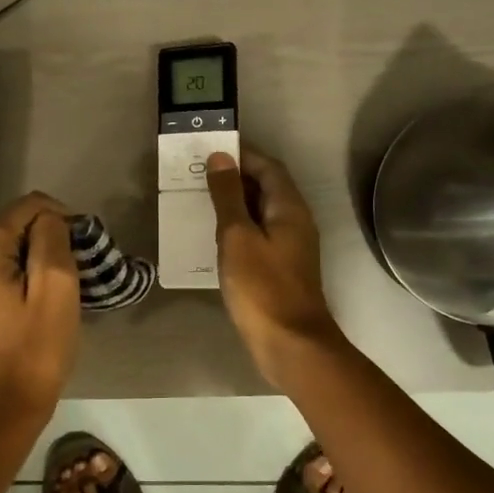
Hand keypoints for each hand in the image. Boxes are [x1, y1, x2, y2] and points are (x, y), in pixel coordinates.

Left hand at [0, 192, 80, 422]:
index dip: (60, 217)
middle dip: (29, 227)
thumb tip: (48, 219)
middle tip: (54, 256)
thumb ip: (52, 239)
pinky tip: (14, 291)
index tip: (81, 245)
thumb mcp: (58, 290)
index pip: (28, 207)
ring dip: (8, 244)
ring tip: (35, 273)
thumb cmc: (32, 352)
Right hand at [205, 148, 343, 385]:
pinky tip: (214, 236)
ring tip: (200, 199)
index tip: (211, 149)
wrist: (290, 343)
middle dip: (235, 176)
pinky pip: (258, 235)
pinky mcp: (280, 268)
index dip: (242, 154)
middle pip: (266, 187)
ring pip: (261, 212)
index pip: (268, 167)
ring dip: (234, 202)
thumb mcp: (238, 236)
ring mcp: (290, 247)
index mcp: (289, 208)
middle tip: (198, 173)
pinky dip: (238, 227)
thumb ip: (228, 196)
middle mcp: (295, 222)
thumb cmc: (262, 287)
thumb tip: (220, 157)